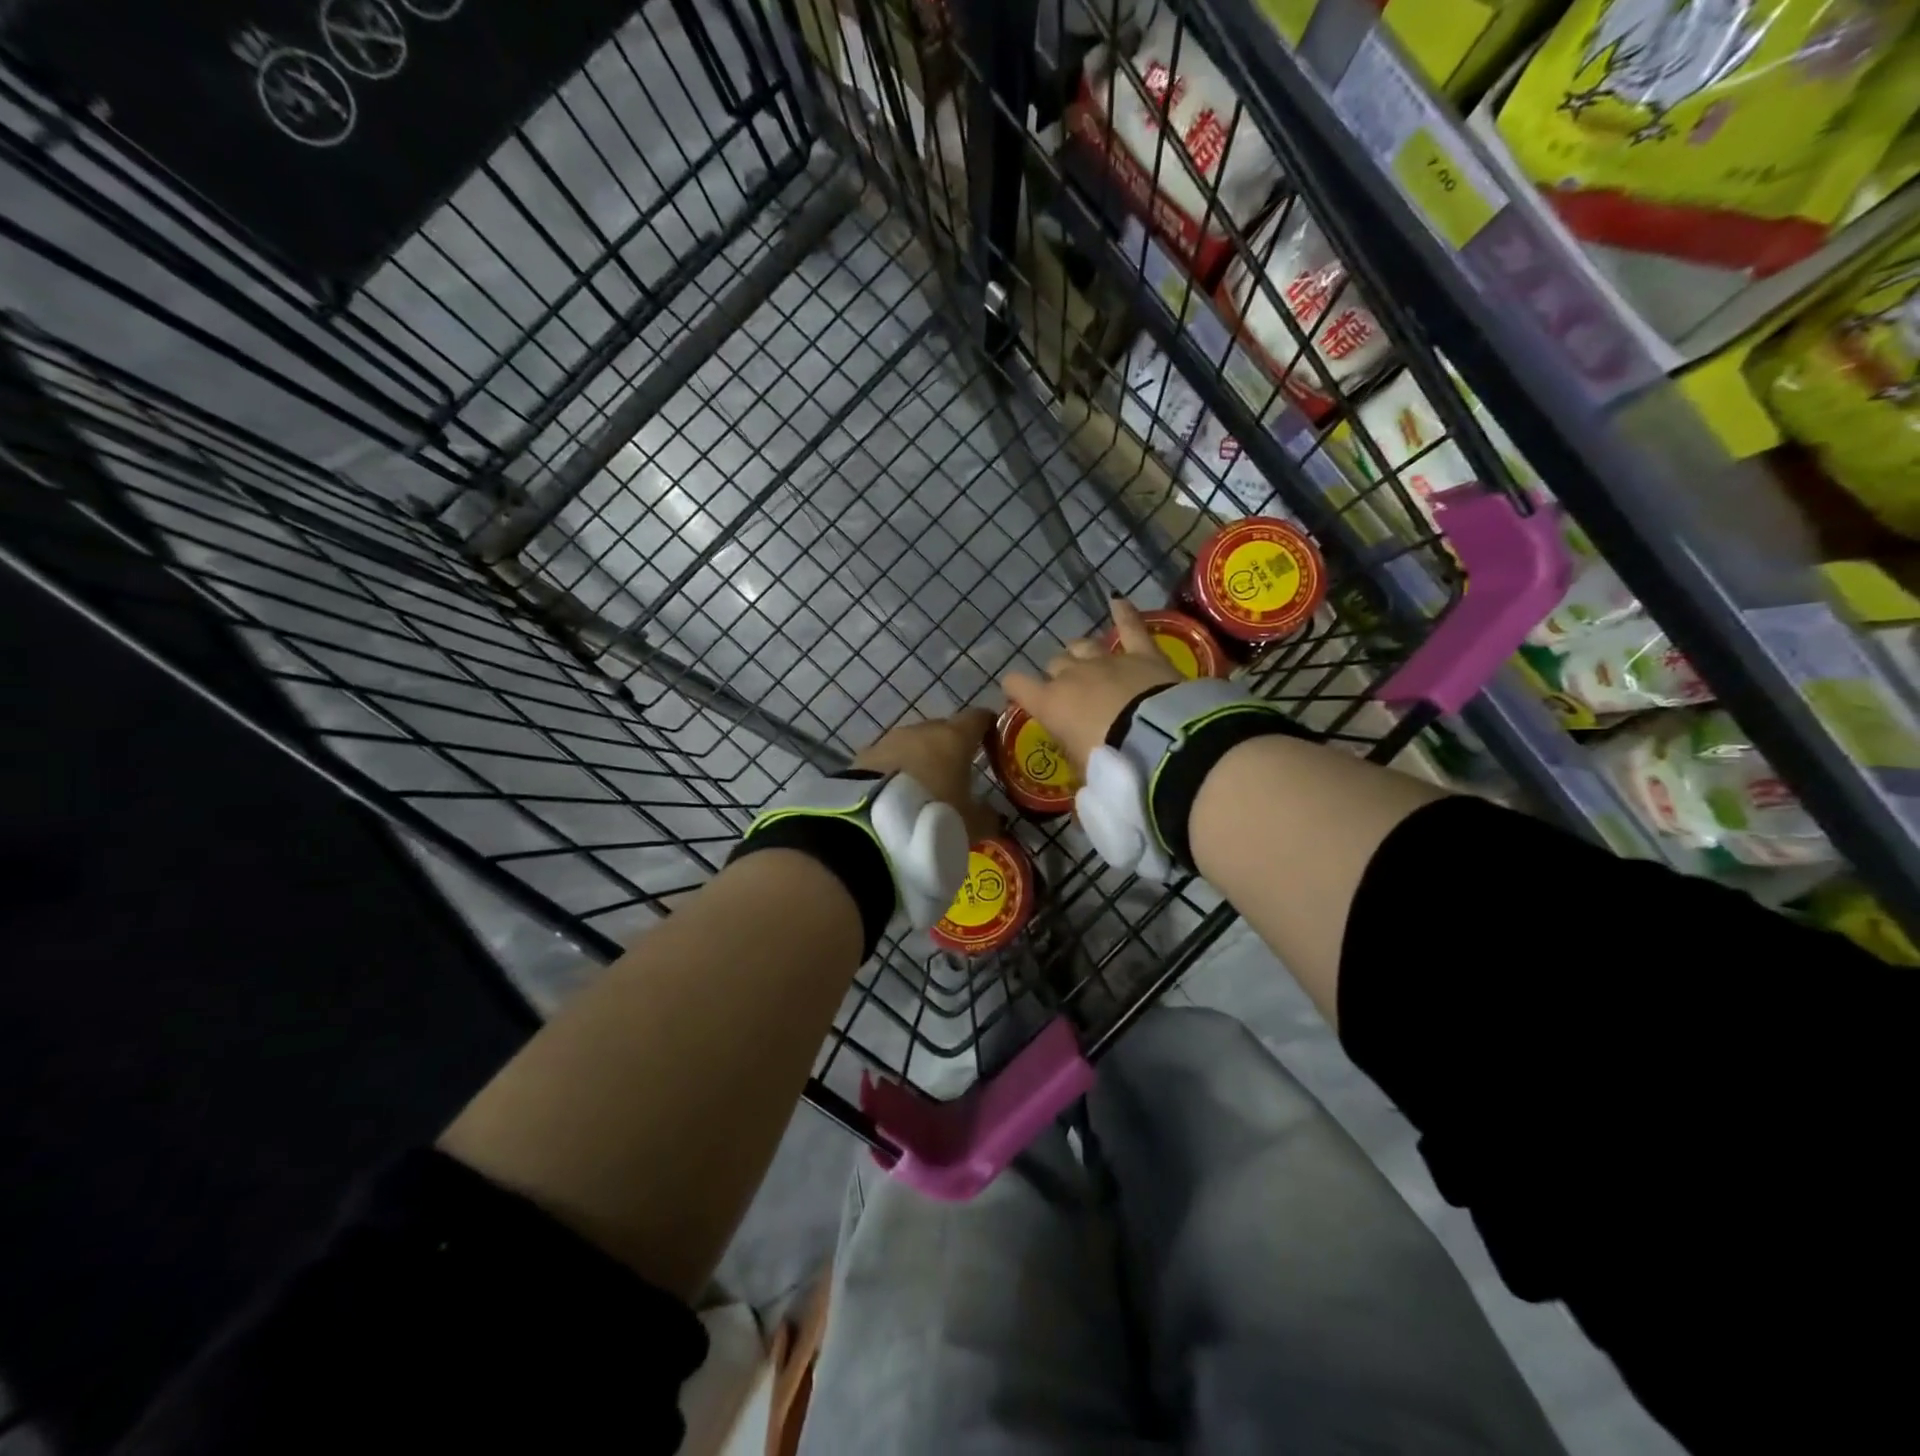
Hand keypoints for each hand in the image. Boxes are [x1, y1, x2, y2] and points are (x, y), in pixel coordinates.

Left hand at [853, 707, 999, 841]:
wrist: (872, 825)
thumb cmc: (934, 816)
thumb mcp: (971, 824)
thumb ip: (987, 816)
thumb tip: (994, 815)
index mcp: (954, 737)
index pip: (977, 718)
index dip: (986, 726)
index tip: (992, 739)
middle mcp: (921, 730)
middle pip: (942, 730)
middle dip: (950, 747)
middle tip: (956, 773)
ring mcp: (888, 740)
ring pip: (911, 744)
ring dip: (918, 760)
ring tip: (922, 788)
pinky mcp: (862, 757)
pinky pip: (886, 760)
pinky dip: (893, 772)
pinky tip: (894, 794)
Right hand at [1002, 599, 1181, 773]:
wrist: (1160, 744)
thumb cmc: (1113, 766)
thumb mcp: (1087, 778)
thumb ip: (1079, 772)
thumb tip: (1084, 791)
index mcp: (1051, 704)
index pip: (1017, 684)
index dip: (1015, 687)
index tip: (1016, 692)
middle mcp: (1073, 675)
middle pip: (1056, 664)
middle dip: (1058, 676)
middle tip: (1070, 695)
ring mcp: (1108, 661)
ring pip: (1083, 646)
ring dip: (1082, 653)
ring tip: (1085, 660)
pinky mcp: (1143, 655)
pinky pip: (1131, 627)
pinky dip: (1124, 614)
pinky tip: (1119, 601)